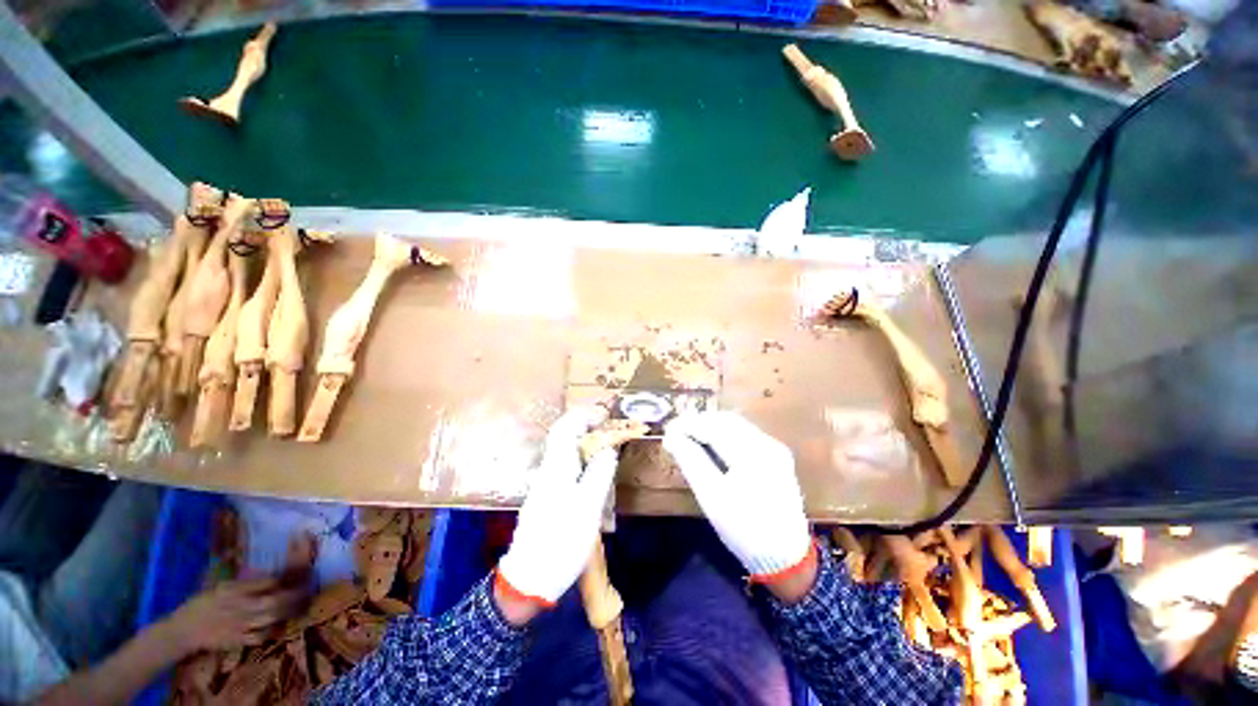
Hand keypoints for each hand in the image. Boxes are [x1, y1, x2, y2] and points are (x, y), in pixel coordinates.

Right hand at [163, 577, 306, 654]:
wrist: (183, 630)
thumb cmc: (202, 604)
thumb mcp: (221, 587)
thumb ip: (245, 583)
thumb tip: (271, 575)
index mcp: (233, 591)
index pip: (266, 581)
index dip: (283, 578)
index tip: (297, 573)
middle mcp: (238, 607)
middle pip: (273, 600)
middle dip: (293, 594)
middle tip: (306, 588)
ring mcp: (239, 626)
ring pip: (271, 617)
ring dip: (288, 610)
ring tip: (300, 603)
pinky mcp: (237, 641)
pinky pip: (261, 636)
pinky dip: (274, 629)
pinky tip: (280, 623)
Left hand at [497, 408, 618, 608]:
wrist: (529, 578)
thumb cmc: (561, 543)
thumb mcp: (587, 509)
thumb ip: (598, 475)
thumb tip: (608, 449)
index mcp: (557, 469)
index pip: (565, 428)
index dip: (584, 416)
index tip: (605, 415)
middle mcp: (549, 470)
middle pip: (564, 436)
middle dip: (586, 424)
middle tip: (610, 426)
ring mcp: (546, 482)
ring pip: (565, 449)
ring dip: (585, 439)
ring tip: (607, 442)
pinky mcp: (548, 494)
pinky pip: (566, 464)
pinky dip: (582, 456)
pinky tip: (594, 466)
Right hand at [663, 412, 812, 582]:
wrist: (786, 558)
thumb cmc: (744, 529)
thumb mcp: (712, 496)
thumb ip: (691, 461)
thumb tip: (671, 437)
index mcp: (753, 453)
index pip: (715, 427)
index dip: (689, 425)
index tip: (668, 430)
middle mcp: (768, 444)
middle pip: (727, 421)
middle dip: (700, 423)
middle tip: (677, 433)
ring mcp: (775, 449)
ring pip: (736, 425)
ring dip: (711, 427)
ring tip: (690, 437)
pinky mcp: (776, 457)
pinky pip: (745, 435)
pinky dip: (724, 435)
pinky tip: (712, 445)